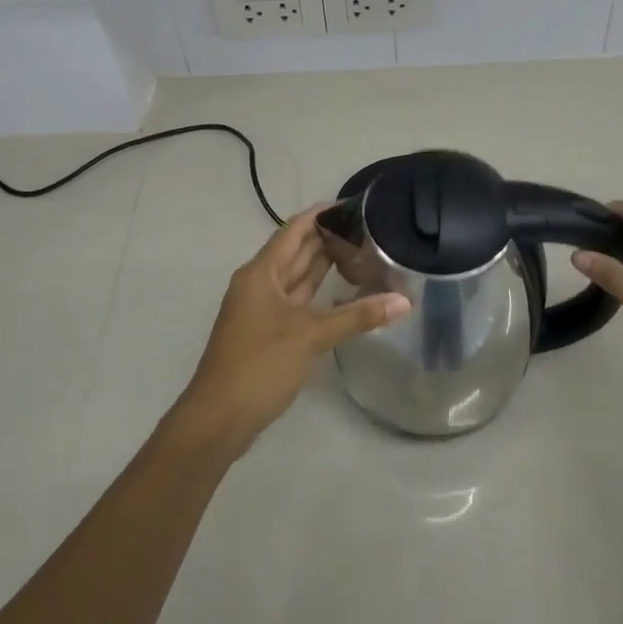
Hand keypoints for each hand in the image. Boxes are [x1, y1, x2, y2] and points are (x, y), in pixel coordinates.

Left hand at [174, 206, 410, 452]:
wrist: (219, 418)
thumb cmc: (260, 364)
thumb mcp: (311, 336)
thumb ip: (358, 316)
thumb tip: (404, 301)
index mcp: (261, 273)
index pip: (294, 230)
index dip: (320, 215)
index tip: (351, 204)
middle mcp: (259, 285)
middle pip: (295, 252)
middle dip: (326, 239)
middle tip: (366, 228)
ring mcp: (261, 310)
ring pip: (296, 278)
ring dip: (322, 266)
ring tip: (359, 252)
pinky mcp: (267, 333)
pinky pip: (296, 302)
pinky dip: (317, 295)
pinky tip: (341, 294)